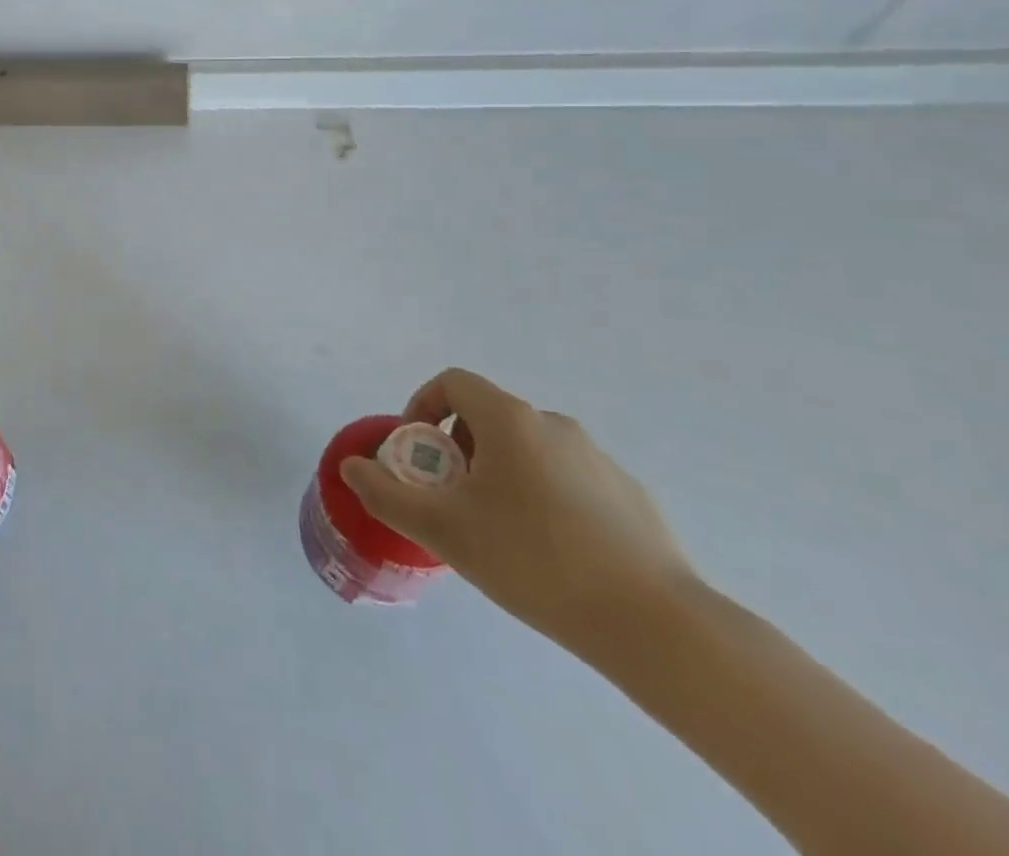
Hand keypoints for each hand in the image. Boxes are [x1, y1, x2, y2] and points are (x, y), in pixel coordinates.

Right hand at [341, 368, 699, 650]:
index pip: (453, 382)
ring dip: (499, 475)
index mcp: (510, 419)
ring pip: (528, 451)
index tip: (417, 454)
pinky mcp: (631, 497)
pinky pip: (567, 480)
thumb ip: (386, 493)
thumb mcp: (443, 529)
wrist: (657, 626)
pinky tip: (551, 554)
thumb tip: (352, 467)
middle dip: (457, 450)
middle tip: (450, 501)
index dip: (423, 406)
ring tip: (497, 533)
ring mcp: (599, 460)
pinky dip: (543, 498)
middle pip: (488, 417)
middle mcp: (555, 425)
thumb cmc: (534, 560)